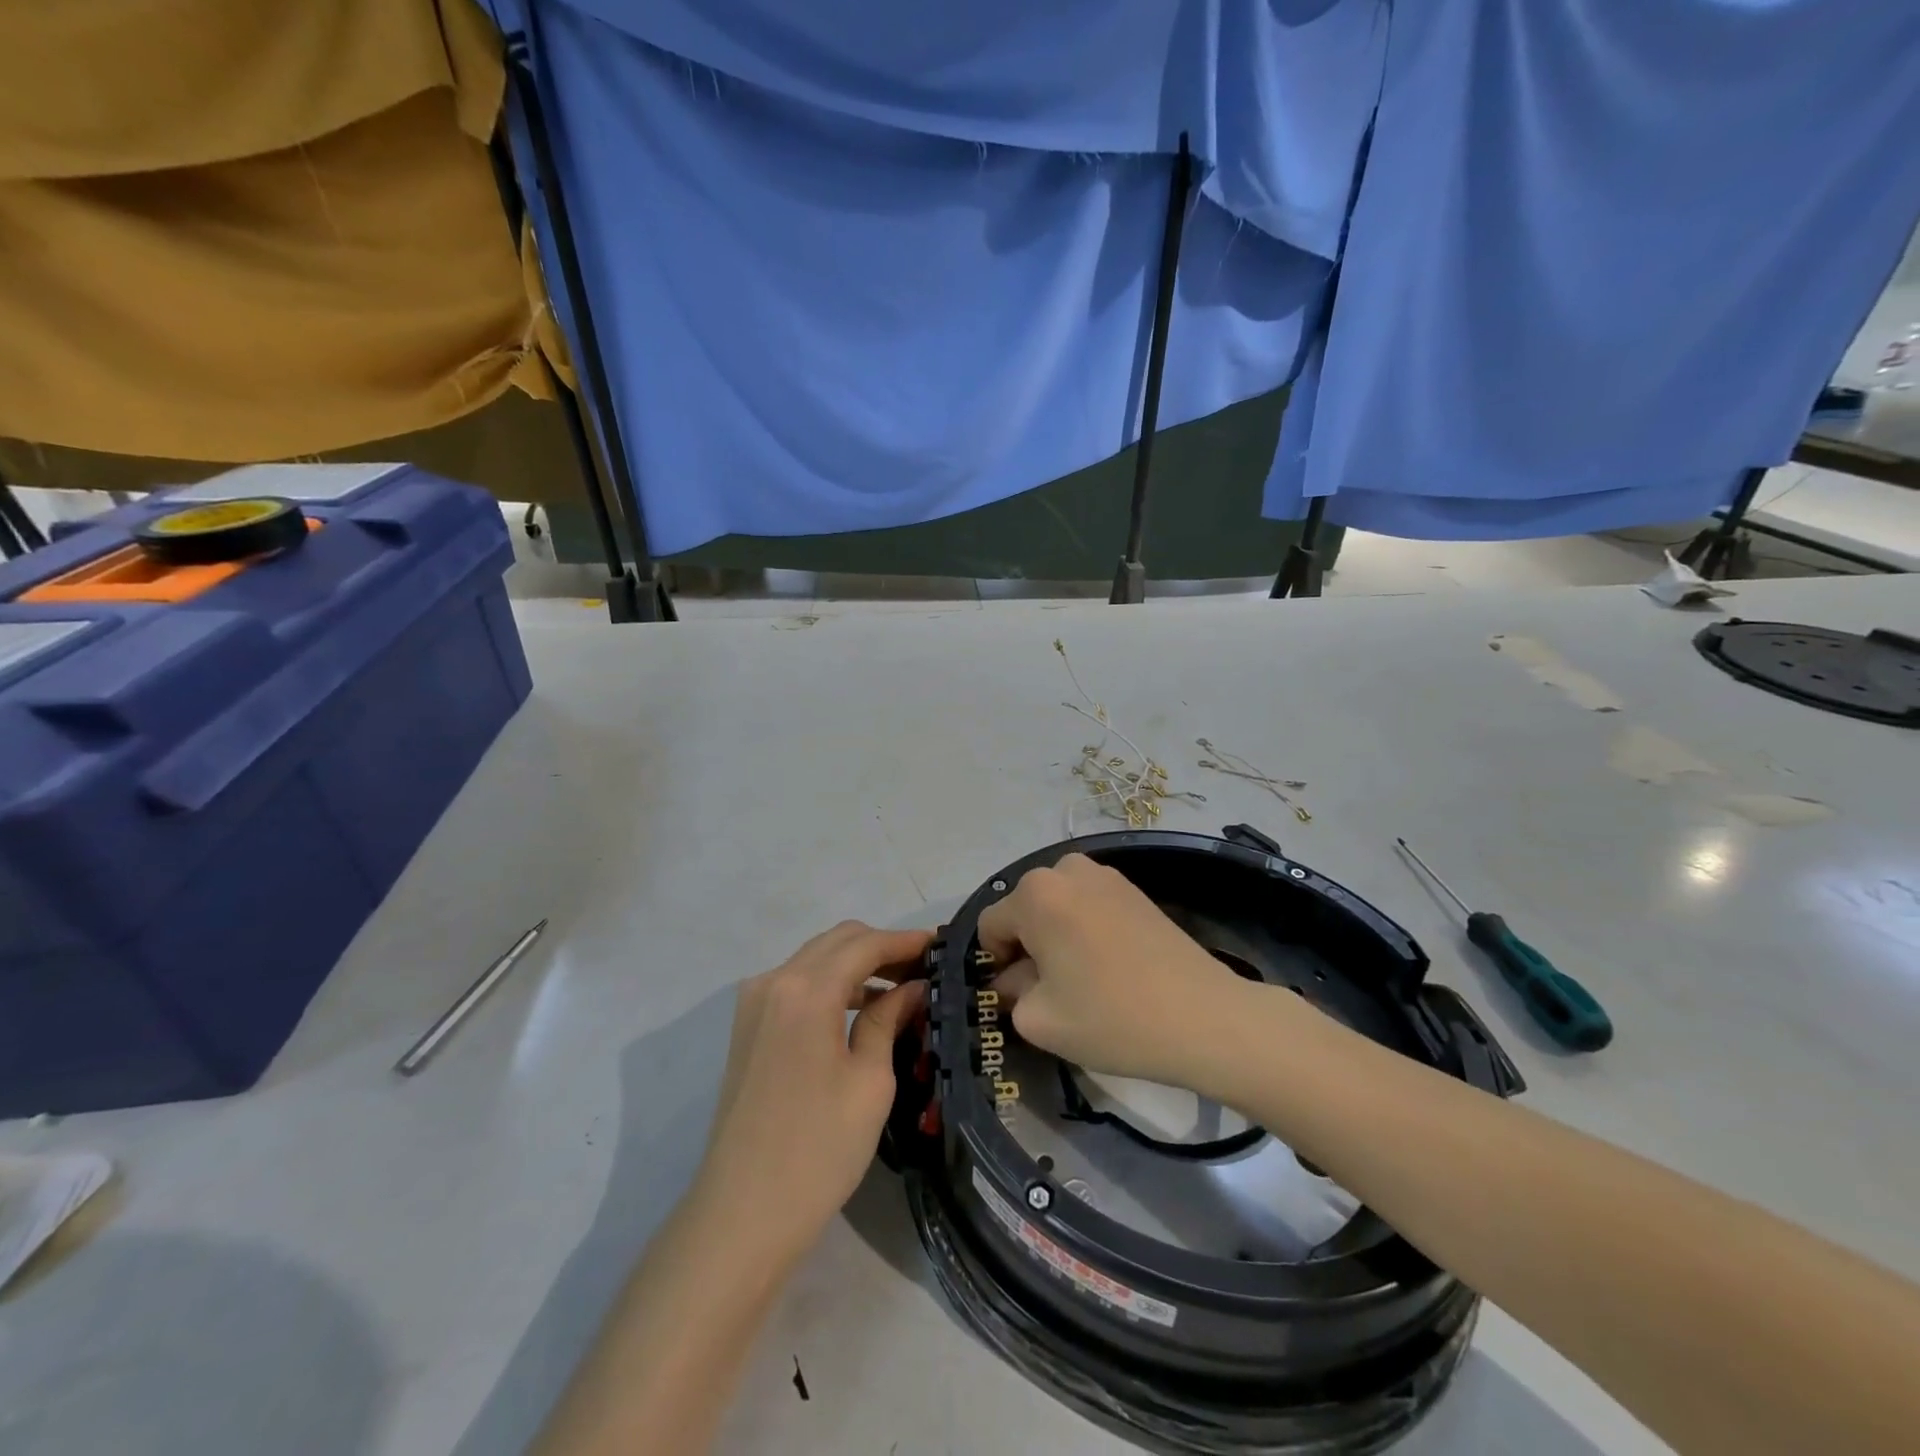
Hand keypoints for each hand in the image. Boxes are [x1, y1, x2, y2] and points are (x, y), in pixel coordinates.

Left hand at [691, 922, 929, 1268]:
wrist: (742, 1214)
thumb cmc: (818, 1151)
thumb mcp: (869, 1082)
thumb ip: (888, 1020)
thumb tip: (912, 987)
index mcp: (806, 991)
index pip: (865, 944)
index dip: (905, 941)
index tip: (942, 945)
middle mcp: (774, 981)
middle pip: (838, 941)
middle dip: (882, 946)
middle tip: (924, 967)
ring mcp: (755, 1002)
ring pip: (816, 958)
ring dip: (857, 963)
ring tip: (901, 987)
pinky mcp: (748, 1025)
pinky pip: (797, 982)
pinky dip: (832, 983)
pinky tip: (861, 1007)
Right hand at [977, 854, 1252, 1089]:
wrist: (1203, 1016)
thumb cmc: (1110, 1017)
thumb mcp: (1039, 1019)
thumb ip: (1010, 993)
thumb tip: (1013, 979)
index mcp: (1035, 894)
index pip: (991, 925)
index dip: (995, 963)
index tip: (1016, 995)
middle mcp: (1066, 869)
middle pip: (1025, 910)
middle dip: (1027, 946)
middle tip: (1050, 989)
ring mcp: (1105, 875)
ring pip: (1057, 906)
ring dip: (1056, 936)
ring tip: (1081, 978)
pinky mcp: (1134, 889)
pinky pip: (1088, 906)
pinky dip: (1085, 930)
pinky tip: (1109, 967)